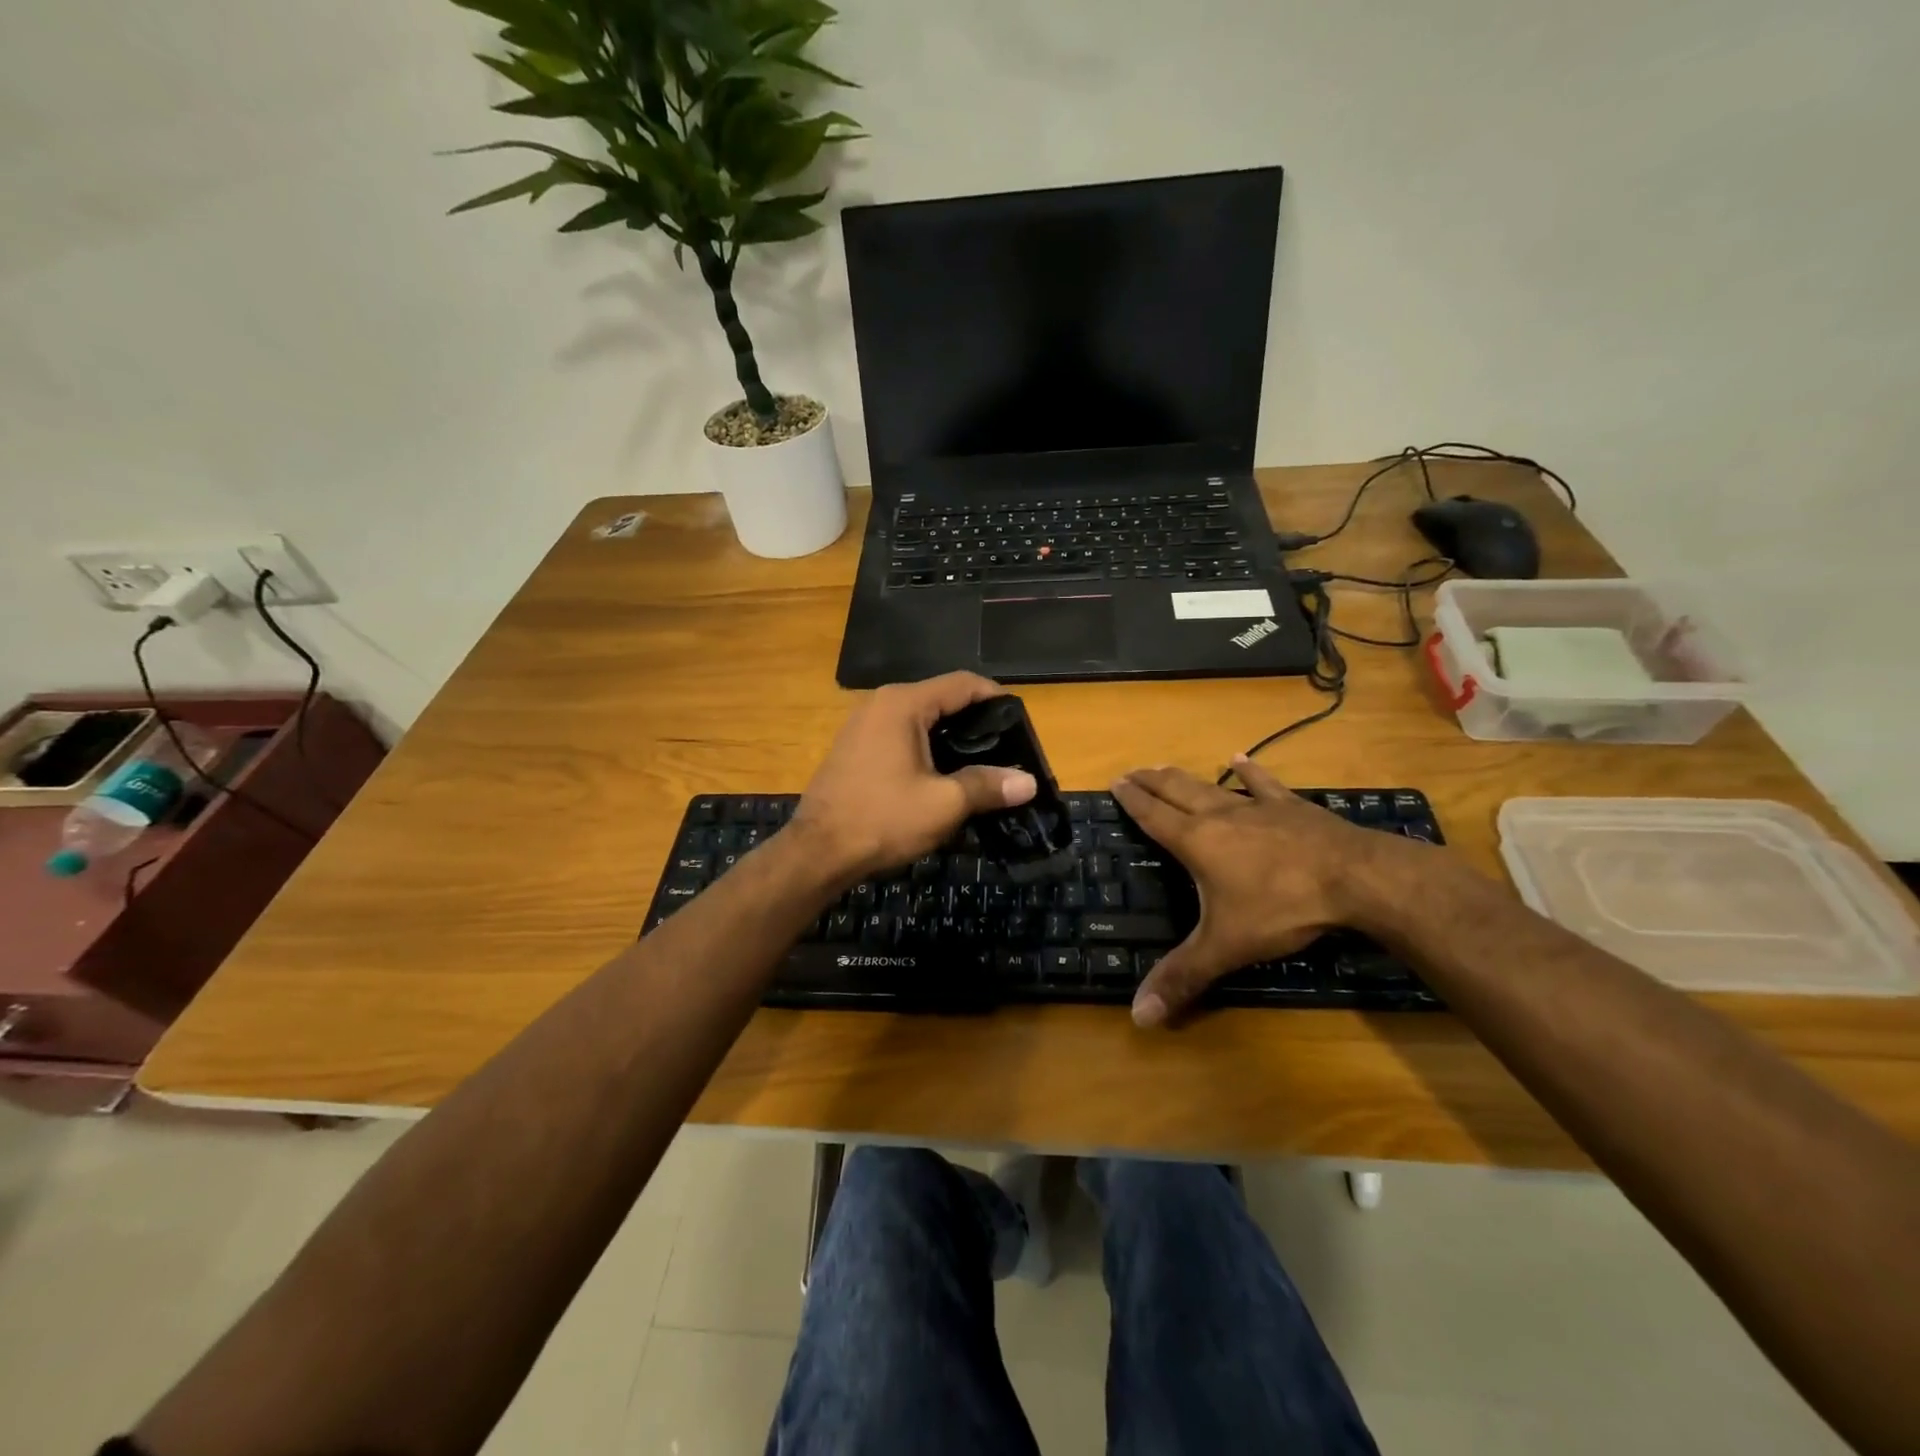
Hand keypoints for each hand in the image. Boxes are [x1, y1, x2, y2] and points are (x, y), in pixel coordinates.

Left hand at [789, 672, 1037, 883]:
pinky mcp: (854, 748)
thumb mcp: (944, 804)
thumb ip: (988, 786)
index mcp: (903, 704)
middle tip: (1006, 749)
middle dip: (975, 721)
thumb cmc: (883, 819)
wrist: (818, 852)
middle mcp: (881, 704)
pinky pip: (900, 735)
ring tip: (981, 764)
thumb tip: (1028, 782)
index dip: (996, 698)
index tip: (1021, 722)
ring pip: (920, 719)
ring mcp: (862, 725)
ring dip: (950, 737)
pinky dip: (926, 748)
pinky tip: (941, 775)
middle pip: (941, 699)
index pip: (962, 684)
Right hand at [1109, 756, 1410, 1026]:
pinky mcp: (1292, 807)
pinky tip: (1241, 759)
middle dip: (1151, 781)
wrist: (1355, 878)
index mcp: (1197, 841)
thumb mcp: (1227, 946)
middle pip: (1176, 790)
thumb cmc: (1282, 907)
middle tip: (1132, 772)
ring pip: (1211, 785)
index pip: (1153, 815)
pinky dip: (1249, 772)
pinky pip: (1264, 784)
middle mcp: (1220, 815)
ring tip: (1166, 767)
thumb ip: (1183, 977)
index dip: (1131, 799)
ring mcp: (1258, 807)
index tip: (1114, 781)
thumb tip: (1138, 1018)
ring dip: (1185, 776)